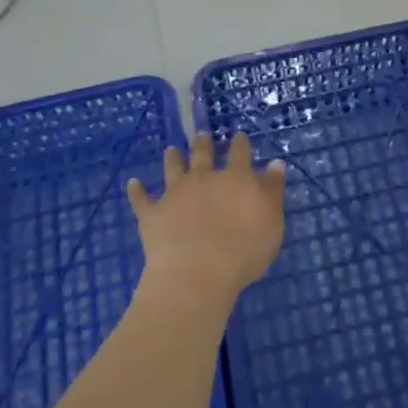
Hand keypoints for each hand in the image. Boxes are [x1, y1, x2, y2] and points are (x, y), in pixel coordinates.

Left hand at [127, 133, 285, 306]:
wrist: (197, 273)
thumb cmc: (243, 251)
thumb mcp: (271, 222)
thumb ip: (272, 191)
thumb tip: (275, 164)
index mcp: (235, 179)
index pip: (239, 155)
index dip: (239, 144)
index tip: (238, 135)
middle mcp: (204, 178)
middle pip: (203, 155)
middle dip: (203, 144)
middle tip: (202, 135)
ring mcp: (175, 194)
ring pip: (173, 168)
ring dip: (172, 158)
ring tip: (171, 149)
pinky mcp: (152, 214)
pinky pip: (142, 199)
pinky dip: (136, 190)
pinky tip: (132, 184)